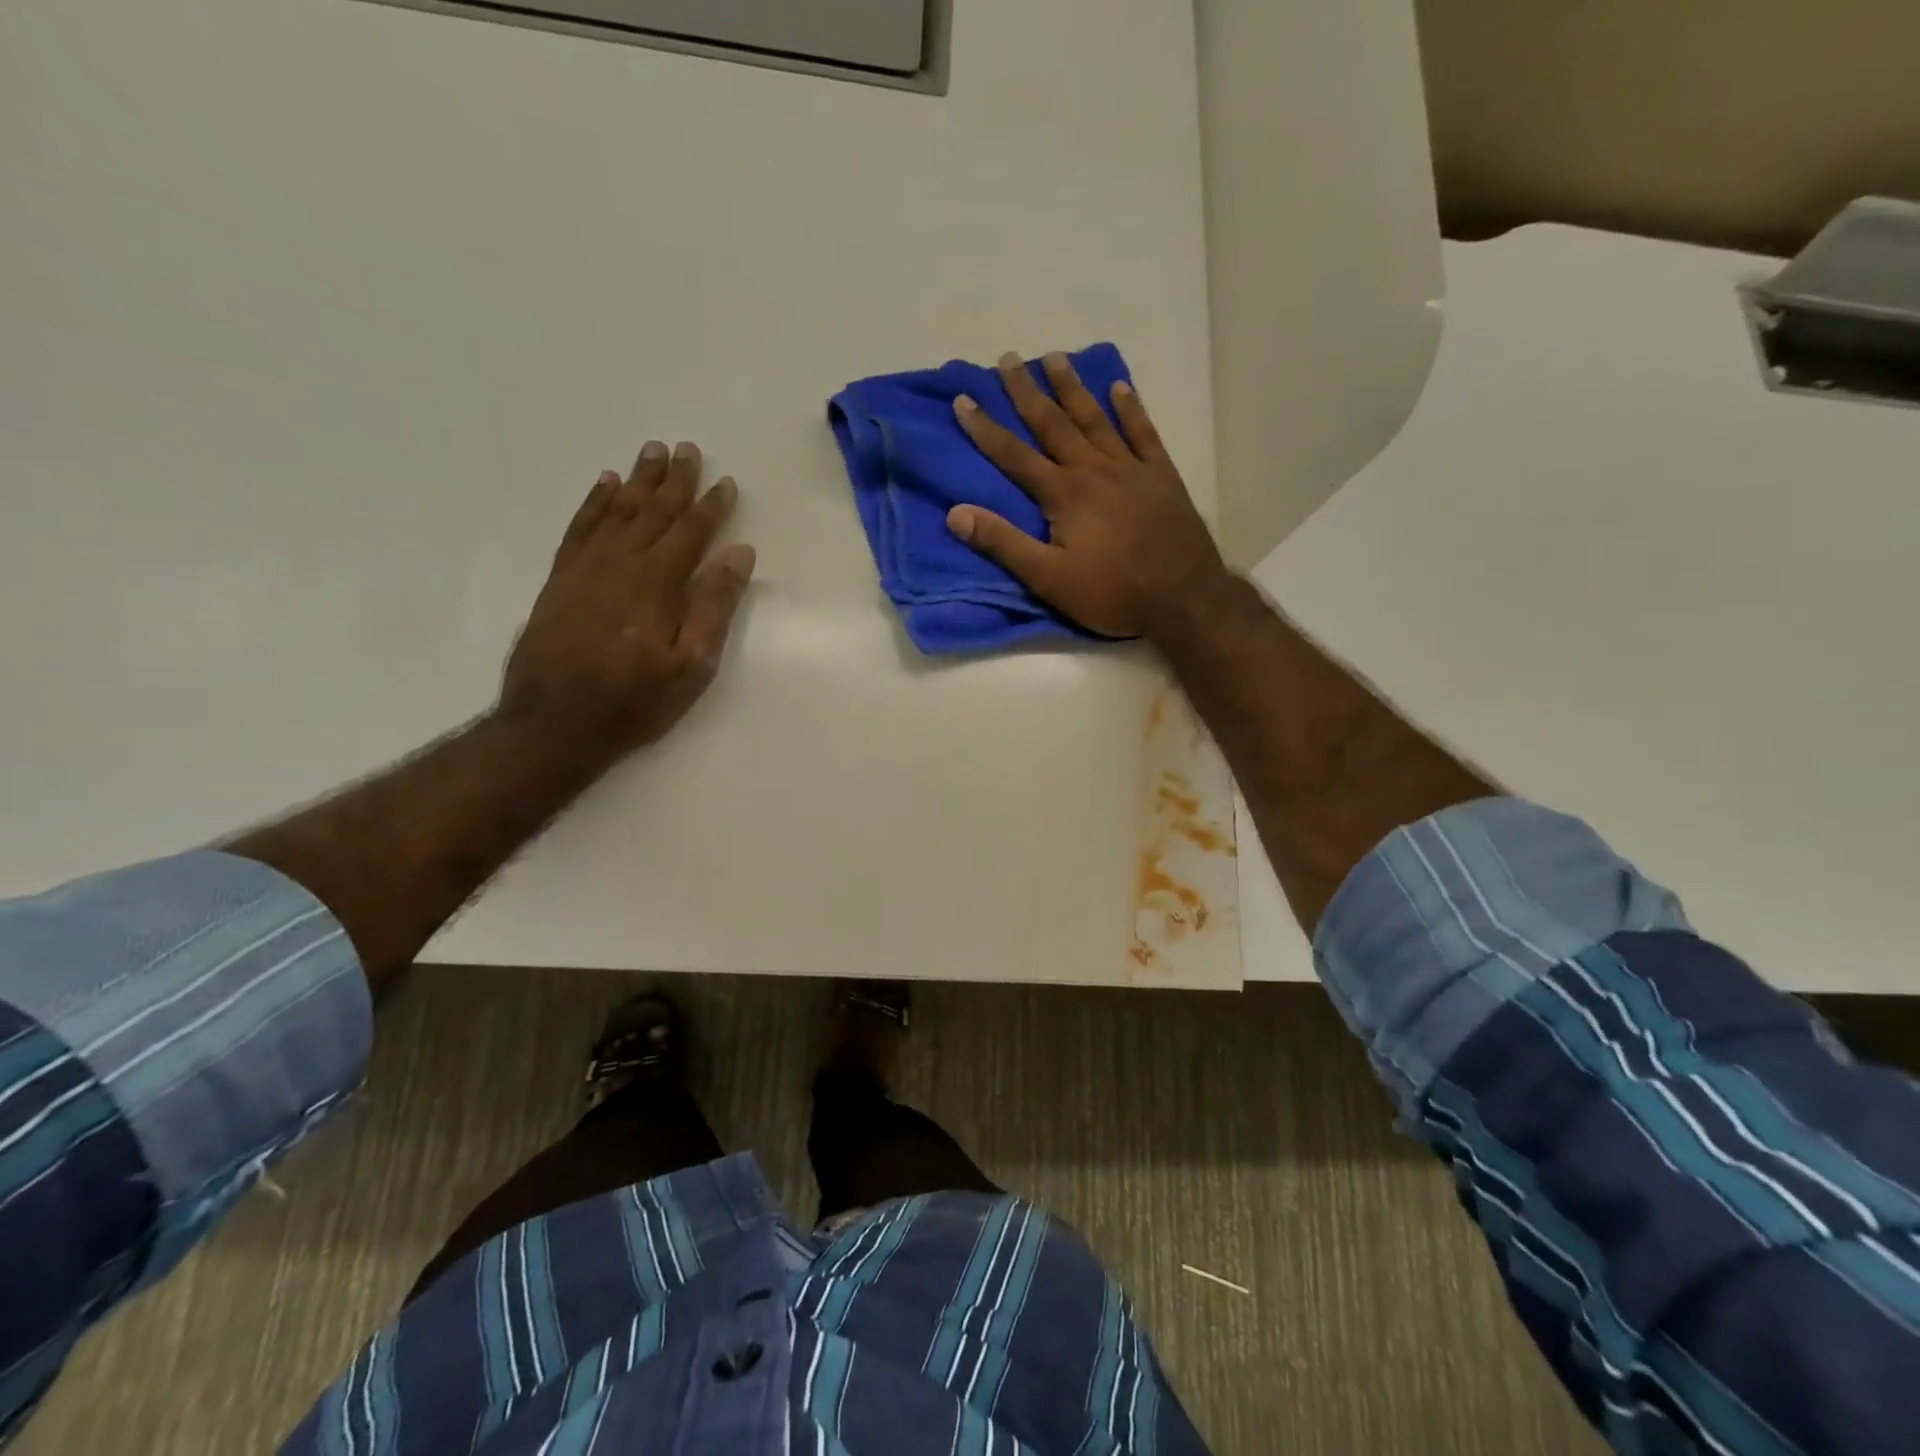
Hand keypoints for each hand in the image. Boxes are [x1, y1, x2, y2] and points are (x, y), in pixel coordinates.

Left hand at [500, 440, 755, 755]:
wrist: (553, 723)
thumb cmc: (634, 701)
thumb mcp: (691, 665)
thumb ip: (714, 607)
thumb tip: (738, 555)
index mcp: (658, 584)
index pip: (691, 533)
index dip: (711, 507)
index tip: (726, 483)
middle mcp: (621, 563)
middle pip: (653, 512)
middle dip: (674, 480)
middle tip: (688, 449)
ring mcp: (586, 568)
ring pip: (617, 512)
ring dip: (637, 481)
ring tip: (652, 451)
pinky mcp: (561, 579)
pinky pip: (580, 527)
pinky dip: (594, 503)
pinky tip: (605, 485)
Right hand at [946, 351, 1226, 639]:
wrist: (1183, 597)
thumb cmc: (1112, 593)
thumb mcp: (1049, 579)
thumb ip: (1003, 544)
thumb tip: (955, 514)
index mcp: (1064, 494)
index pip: (1015, 455)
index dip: (986, 428)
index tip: (963, 399)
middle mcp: (1094, 469)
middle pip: (1053, 423)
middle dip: (1027, 392)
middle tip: (1008, 359)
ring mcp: (1131, 468)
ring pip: (1096, 418)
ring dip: (1073, 388)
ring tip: (1055, 357)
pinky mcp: (1162, 476)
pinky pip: (1143, 432)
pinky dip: (1131, 409)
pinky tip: (1120, 387)